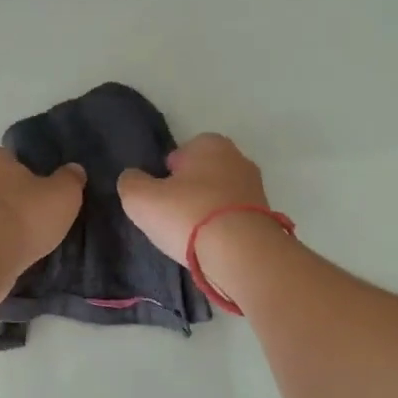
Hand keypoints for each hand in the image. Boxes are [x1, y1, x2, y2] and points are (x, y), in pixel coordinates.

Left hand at [0, 147, 85, 285]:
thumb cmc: (23, 216)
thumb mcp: (63, 194)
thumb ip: (70, 179)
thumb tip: (74, 170)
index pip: (8, 158)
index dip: (25, 172)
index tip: (40, 190)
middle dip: (8, 196)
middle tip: (33, 214)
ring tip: (22, 240)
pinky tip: (6, 255)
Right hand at [117, 133, 269, 263]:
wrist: (242, 254)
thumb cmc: (188, 215)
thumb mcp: (141, 198)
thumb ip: (131, 183)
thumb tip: (133, 178)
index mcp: (210, 144)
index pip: (180, 153)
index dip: (166, 175)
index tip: (160, 199)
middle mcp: (238, 158)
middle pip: (202, 175)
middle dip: (189, 192)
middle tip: (172, 219)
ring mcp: (256, 188)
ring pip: (220, 198)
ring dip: (207, 213)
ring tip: (192, 239)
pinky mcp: (266, 217)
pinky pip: (234, 219)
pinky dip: (223, 230)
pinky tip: (212, 248)